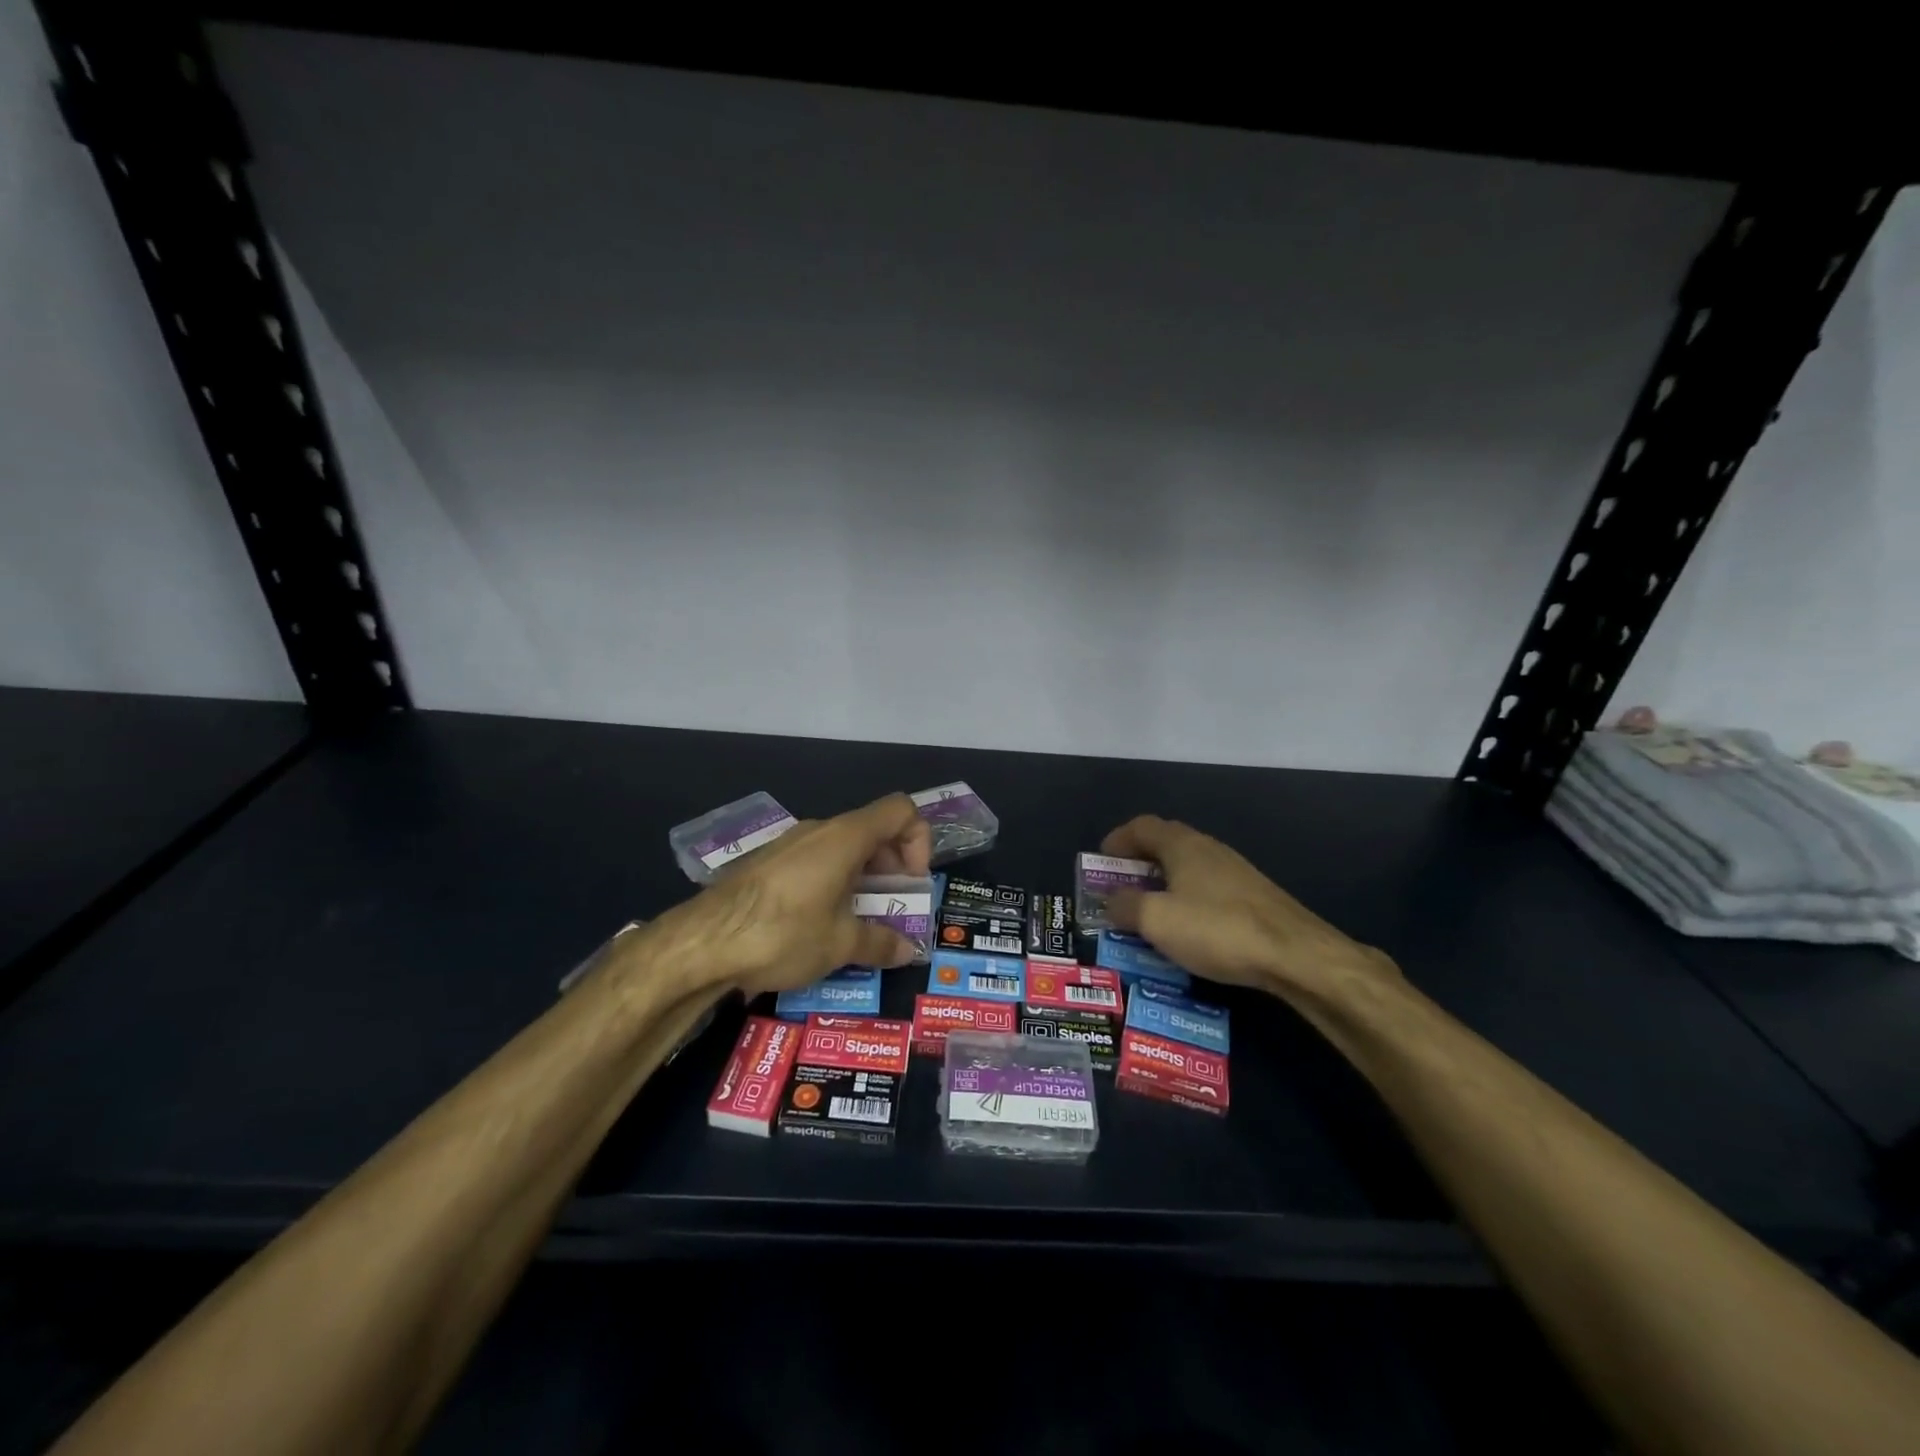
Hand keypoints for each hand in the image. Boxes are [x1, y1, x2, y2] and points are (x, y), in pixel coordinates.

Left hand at [654, 793, 932, 996]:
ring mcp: (789, 844)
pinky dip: (832, 883)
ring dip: (862, 878)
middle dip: (892, 866)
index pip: (900, 811)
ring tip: (858, 922)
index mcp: (846, 837)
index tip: (911, 884)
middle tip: (891, 907)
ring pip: (842, 848)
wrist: (702, 943)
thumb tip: (909, 952)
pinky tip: (820, 924)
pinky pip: (814, 862)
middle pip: (872, 831)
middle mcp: (819, 830)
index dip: (918, 841)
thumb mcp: (840, 944)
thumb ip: (881, 943)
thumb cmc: (783, 933)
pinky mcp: (767, 864)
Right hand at [1101, 815, 1397, 1003]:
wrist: (1296, 955)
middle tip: (1120, 887)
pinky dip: (1187, 900)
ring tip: (1150, 912)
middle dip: (1138, 863)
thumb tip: (1111, 900)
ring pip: (1188, 868)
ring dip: (1164, 883)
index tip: (1101, 860)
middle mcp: (1208, 849)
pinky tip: (1188, 929)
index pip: (1141, 826)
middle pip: (1165, 844)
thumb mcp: (1156, 921)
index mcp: (1182, 845)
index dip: (1117, 839)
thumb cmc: (1217, 929)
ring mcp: (1235, 872)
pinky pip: (1208, 889)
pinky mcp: (1254, 896)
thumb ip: (1125, 906)